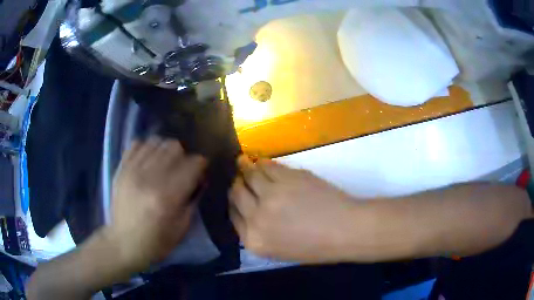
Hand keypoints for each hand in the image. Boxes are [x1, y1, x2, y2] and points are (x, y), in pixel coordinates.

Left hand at [106, 137, 206, 271]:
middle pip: (174, 146)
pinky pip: (137, 144)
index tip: (199, 174)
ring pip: (156, 141)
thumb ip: (192, 199)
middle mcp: (150, 178)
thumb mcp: (182, 227)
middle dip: (183, 156)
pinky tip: (148, 161)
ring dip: (165, 151)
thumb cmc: (156, 241)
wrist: (124, 243)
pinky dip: (146, 149)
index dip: (201, 166)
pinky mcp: (121, 169)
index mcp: (168, 196)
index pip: (193, 163)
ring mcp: (132, 170)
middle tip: (181, 170)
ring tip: (164, 164)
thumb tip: (199, 178)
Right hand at [229, 156, 357, 262]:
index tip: (235, 196)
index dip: (233, 204)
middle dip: (236, 185)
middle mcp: (256, 217)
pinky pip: (267, 165)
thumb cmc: (316, 247)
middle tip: (237, 178)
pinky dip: (261, 162)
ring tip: (242, 162)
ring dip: (244, 168)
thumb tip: (248, 212)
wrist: (345, 231)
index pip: (233, 216)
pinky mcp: (286, 177)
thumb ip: (259, 233)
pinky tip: (260, 161)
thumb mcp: (279, 251)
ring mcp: (270, 195)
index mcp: (253, 240)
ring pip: (249, 175)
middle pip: (236, 194)